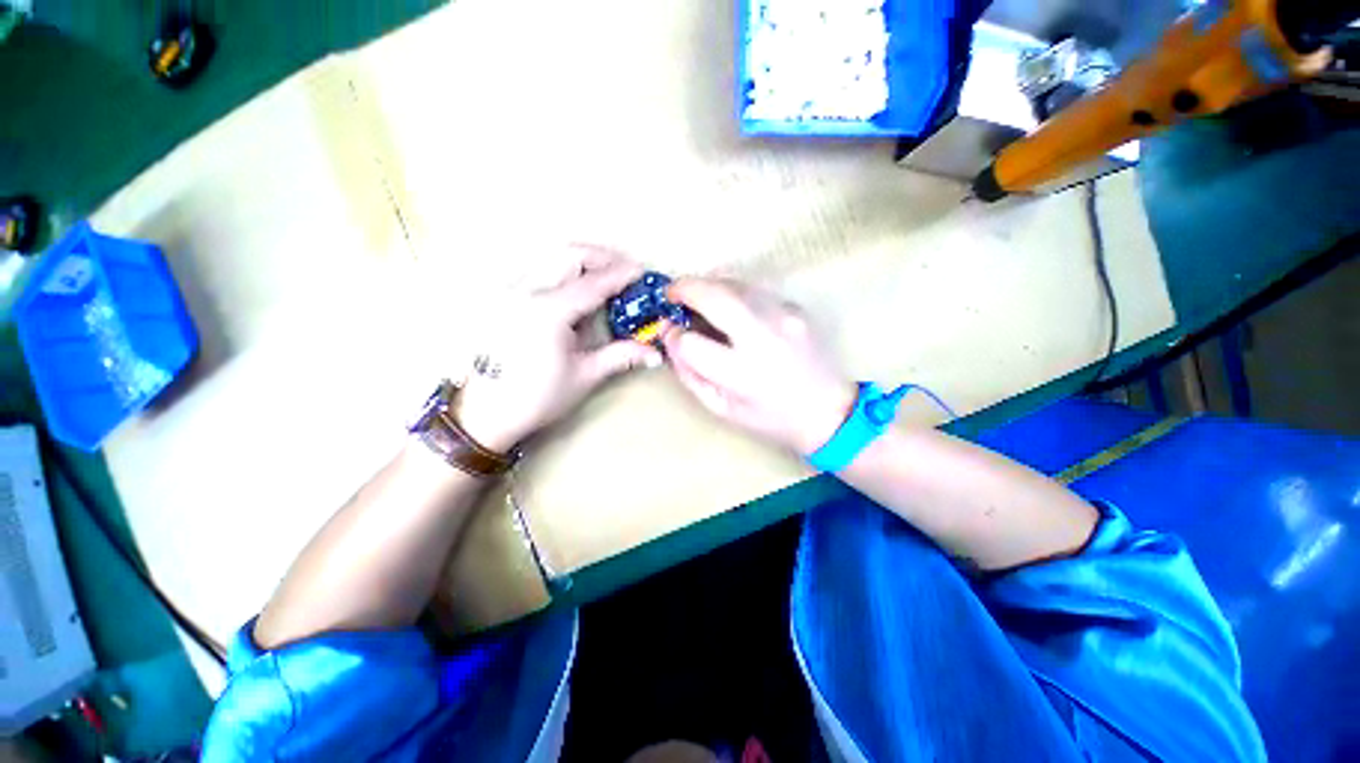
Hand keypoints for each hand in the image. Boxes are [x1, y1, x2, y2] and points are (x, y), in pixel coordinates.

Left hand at [457, 248, 660, 452]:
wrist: (487, 412)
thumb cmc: (538, 397)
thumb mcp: (585, 375)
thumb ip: (622, 356)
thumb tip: (655, 354)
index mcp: (548, 312)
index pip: (592, 283)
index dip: (621, 275)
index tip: (642, 272)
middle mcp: (526, 292)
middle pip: (568, 254)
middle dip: (601, 257)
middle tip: (624, 272)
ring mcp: (512, 292)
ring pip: (551, 257)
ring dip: (582, 262)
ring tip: (605, 279)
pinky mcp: (506, 298)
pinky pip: (539, 270)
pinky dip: (564, 271)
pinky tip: (576, 291)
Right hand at [662, 278, 855, 455]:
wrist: (828, 410)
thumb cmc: (770, 417)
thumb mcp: (722, 408)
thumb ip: (690, 373)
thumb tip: (671, 338)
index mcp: (742, 375)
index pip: (691, 344)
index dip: (673, 336)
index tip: (669, 333)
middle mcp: (764, 338)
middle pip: (715, 295)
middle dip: (685, 288)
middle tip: (672, 293)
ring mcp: (784, 317)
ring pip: (735, 283)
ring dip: (709, 285)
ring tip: (699, 298)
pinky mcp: (795, 307)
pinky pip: (755, 289)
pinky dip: (734, 292)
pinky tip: (732, 307)